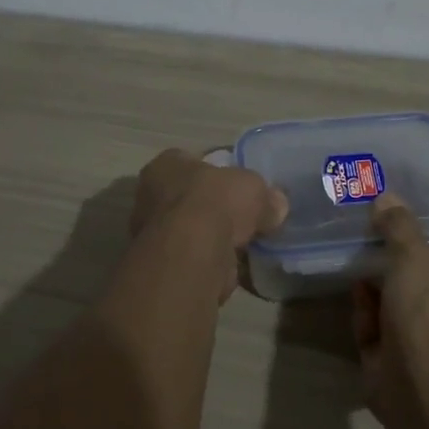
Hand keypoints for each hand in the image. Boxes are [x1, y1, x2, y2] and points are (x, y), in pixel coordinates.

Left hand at [131, 148, 287, 252]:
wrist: (194, 253)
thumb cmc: (216, 202)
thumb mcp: (253, 187)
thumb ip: (265, 195)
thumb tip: (277, 206)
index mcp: (166, 165)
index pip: (192, 161)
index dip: (217, 171)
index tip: (238, 185)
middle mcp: (151, 196)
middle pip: (190, 198)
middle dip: (215, 208)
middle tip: (244, 217)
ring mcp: (153, 234)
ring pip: (192, 231)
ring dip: (214, 238)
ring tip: (245, 246)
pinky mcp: (164, 265)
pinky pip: (195, 258)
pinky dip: (214, 262)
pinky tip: (236, 267)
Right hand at [353, 197, 428, 423]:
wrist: (418, 382)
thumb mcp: (416, 257)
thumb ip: (400, 227)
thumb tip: (387, 197)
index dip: (421, 260)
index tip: (396, 244)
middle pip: (417, 295)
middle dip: (391, 278)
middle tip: (368, 255)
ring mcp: (427, 357)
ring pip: (394, 317)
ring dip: (374, 297)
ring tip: (356, 273)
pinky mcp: (395, 375)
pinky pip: (376, 339)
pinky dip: (365, 321)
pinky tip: (354, 303)